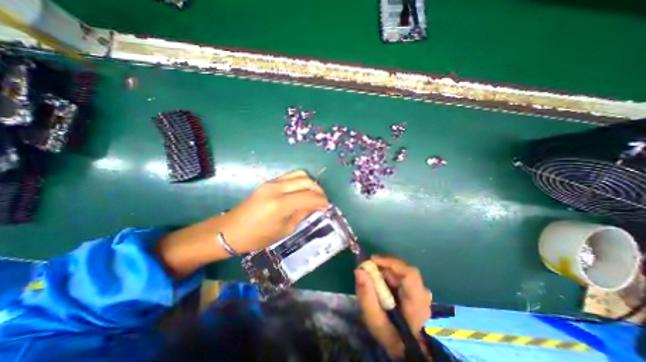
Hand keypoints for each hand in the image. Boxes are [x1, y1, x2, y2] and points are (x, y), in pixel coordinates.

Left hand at [157, 169, 328, 277]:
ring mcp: (272, 182)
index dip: (322, 201)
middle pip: (306, 181)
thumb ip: (302, 214)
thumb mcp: (285, 230)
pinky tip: (302, 190)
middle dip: (319, 190)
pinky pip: (291, 176)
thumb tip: (315, 205)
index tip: (327, 207)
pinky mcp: (269, 181)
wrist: (231, 230)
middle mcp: (277, 188)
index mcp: (280, 205)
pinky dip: (301, 181)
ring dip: (311, 183)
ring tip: (314, 194)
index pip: (309, 196)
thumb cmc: (257, 237)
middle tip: (322, 201)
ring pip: (299, 174)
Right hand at [356, 255, 430, 359]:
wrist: (411, 352)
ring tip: (372, 277)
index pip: (409, 273)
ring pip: (402, 272)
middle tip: (367, 270)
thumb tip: (359, 270)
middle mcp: (423, 293)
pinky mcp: (418, 292)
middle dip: (383, 266)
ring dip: (386, 271)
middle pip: (402, 270)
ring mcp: (422, 292)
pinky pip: (402, 277)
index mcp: (417, 302)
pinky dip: (390, 276)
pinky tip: (381, 283)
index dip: (390, 262)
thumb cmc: (392, 338)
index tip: (372, 260)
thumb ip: (367, 296)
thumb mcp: (375, 320)